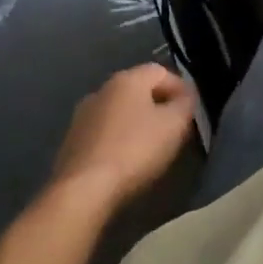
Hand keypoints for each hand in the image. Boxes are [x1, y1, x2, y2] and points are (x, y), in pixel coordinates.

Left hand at [52, 65, 197, 206]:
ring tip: (151, 147)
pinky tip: (126, 161)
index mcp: (127, 79)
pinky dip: (118, 140)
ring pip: (120, 112)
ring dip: (137, 123)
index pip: (162, 72)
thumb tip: (185, 96)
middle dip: (159, 106)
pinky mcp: (71, 142)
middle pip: (139, 90)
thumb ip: (186, 104)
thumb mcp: (174, 124)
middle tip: (174, 129)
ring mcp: (82, 116)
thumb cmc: (135, 150)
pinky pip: (104, 133)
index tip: (191, 112)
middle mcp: (102, 89)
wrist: (82, 191)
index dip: (181, 89)